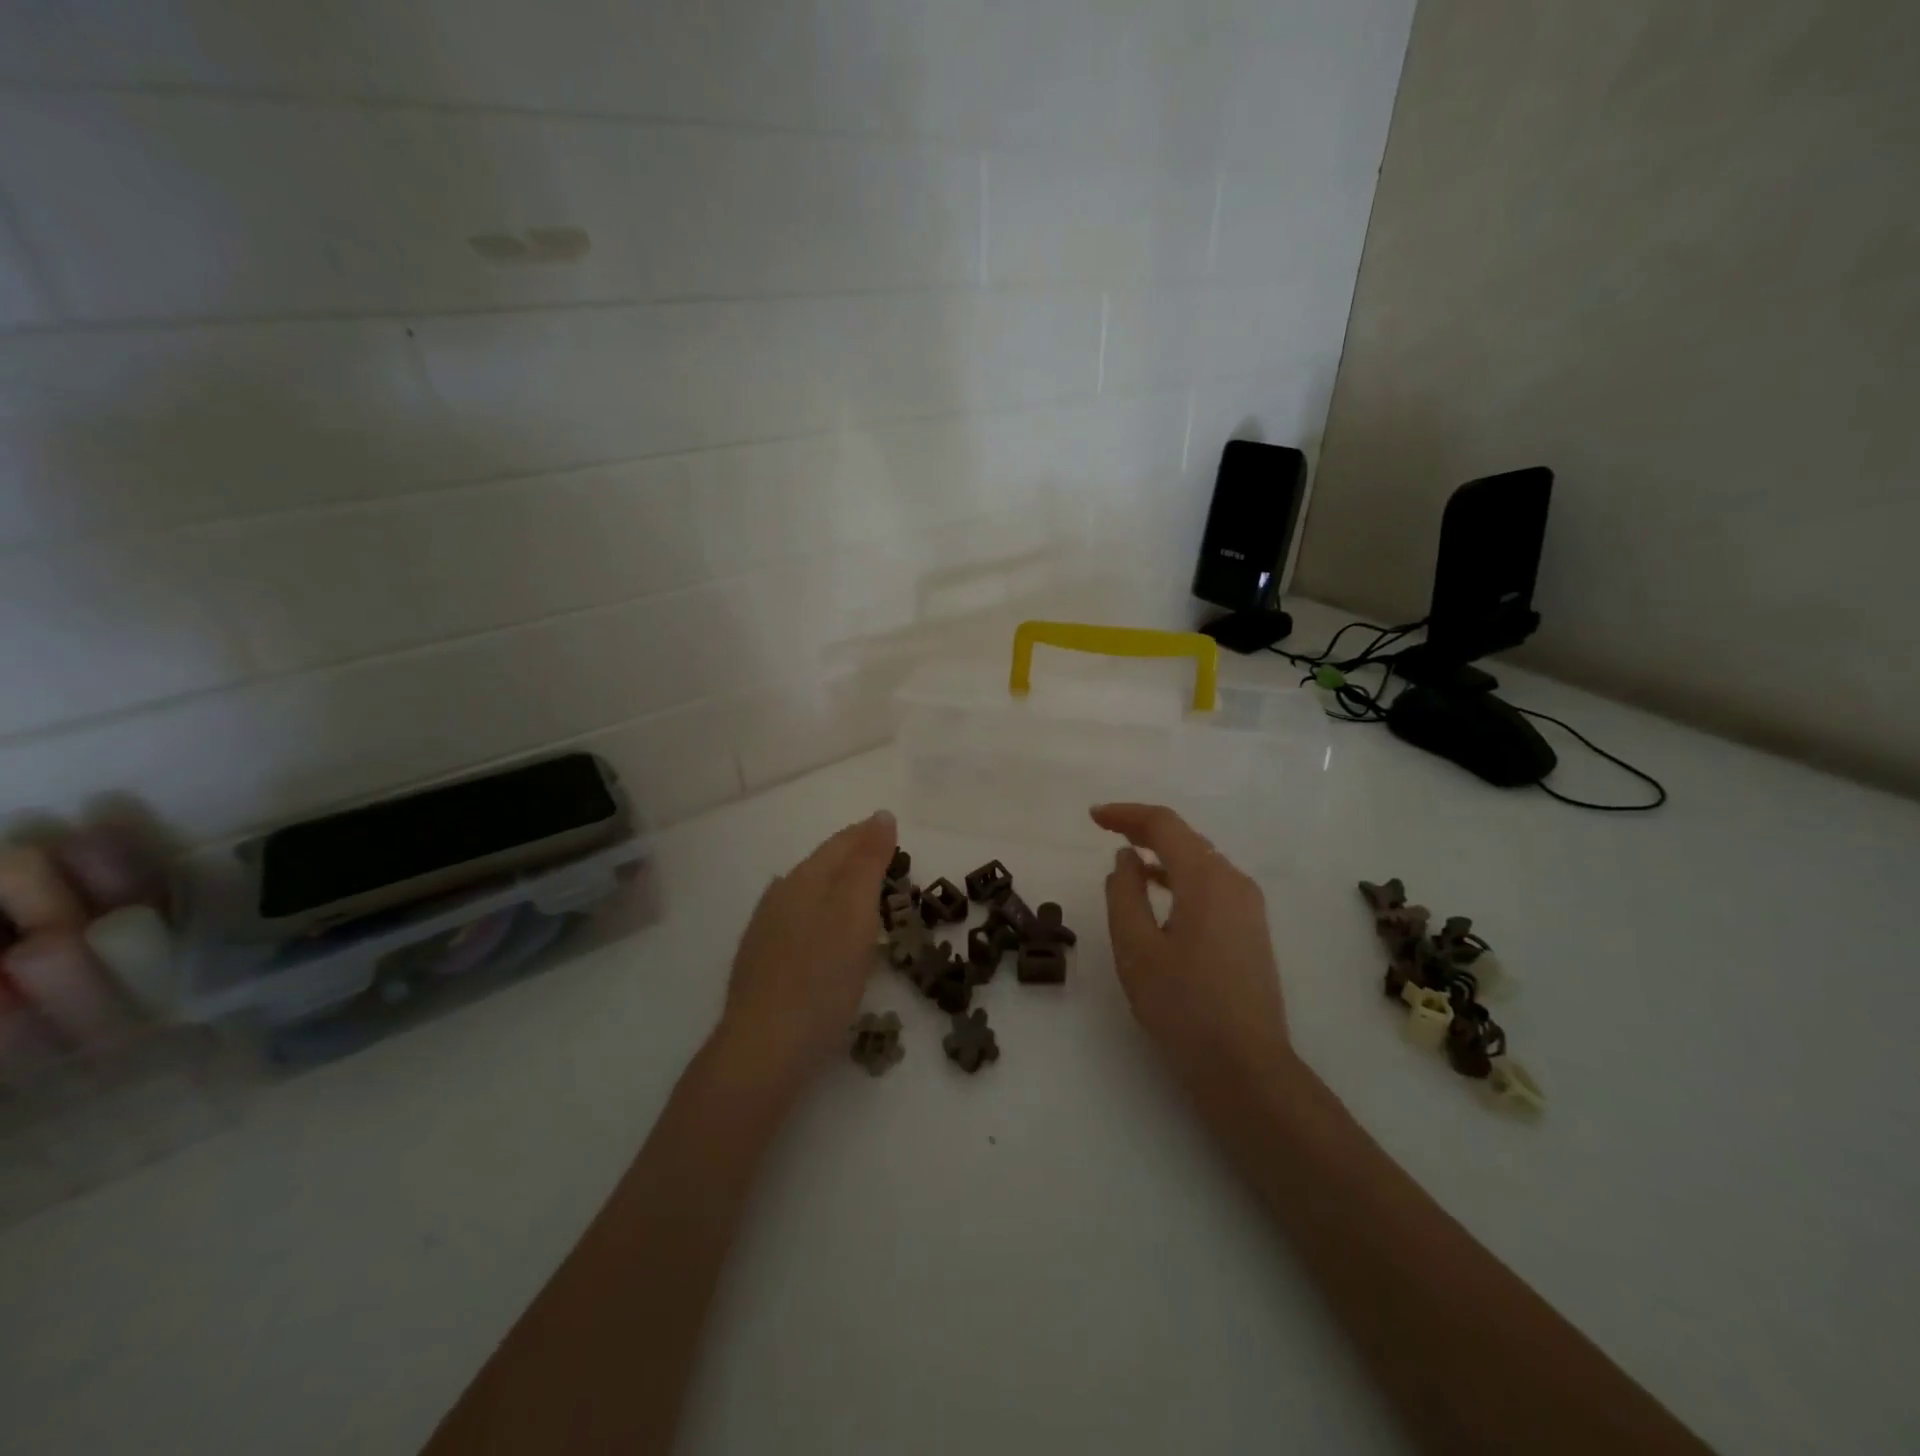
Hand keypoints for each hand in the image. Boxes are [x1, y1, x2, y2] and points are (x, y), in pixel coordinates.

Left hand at [714, 810, 896, 1094]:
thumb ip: (868, 863)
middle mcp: (779, 896)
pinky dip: (820, 916)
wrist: (764, 1048)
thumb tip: (881, 815)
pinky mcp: (761, 963)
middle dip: (852, 859)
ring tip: (860, 895)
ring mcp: (765, 930)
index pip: (840, 843)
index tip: (893, 832)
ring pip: (806, 893)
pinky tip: (821, 931)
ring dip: (835, 887)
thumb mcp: (855, 914)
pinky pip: (797, 922)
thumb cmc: (821, 977)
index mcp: (803, 879)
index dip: (868, 835)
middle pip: (822, 865)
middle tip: (884, 862)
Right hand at [1090, 803, 1293, 1098]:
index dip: (1126, 814)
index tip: (1092, 817)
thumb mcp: (1136, 948)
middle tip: (1105, 829)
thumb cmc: (1183, 1007)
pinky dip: (1181, 876)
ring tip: (1128, 857)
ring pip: (1201, 861)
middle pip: (1186, 838)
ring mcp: (1249, 907)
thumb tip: (1127, 859)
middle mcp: (1235, 882)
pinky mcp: (1252, 929)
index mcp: (1207, 880)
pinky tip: (1161, 892)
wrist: (1246, 1068)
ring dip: (1164, 852)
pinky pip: (1212, 884)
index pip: (1165, 825)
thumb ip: (1125, 893)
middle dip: (1144, 829)